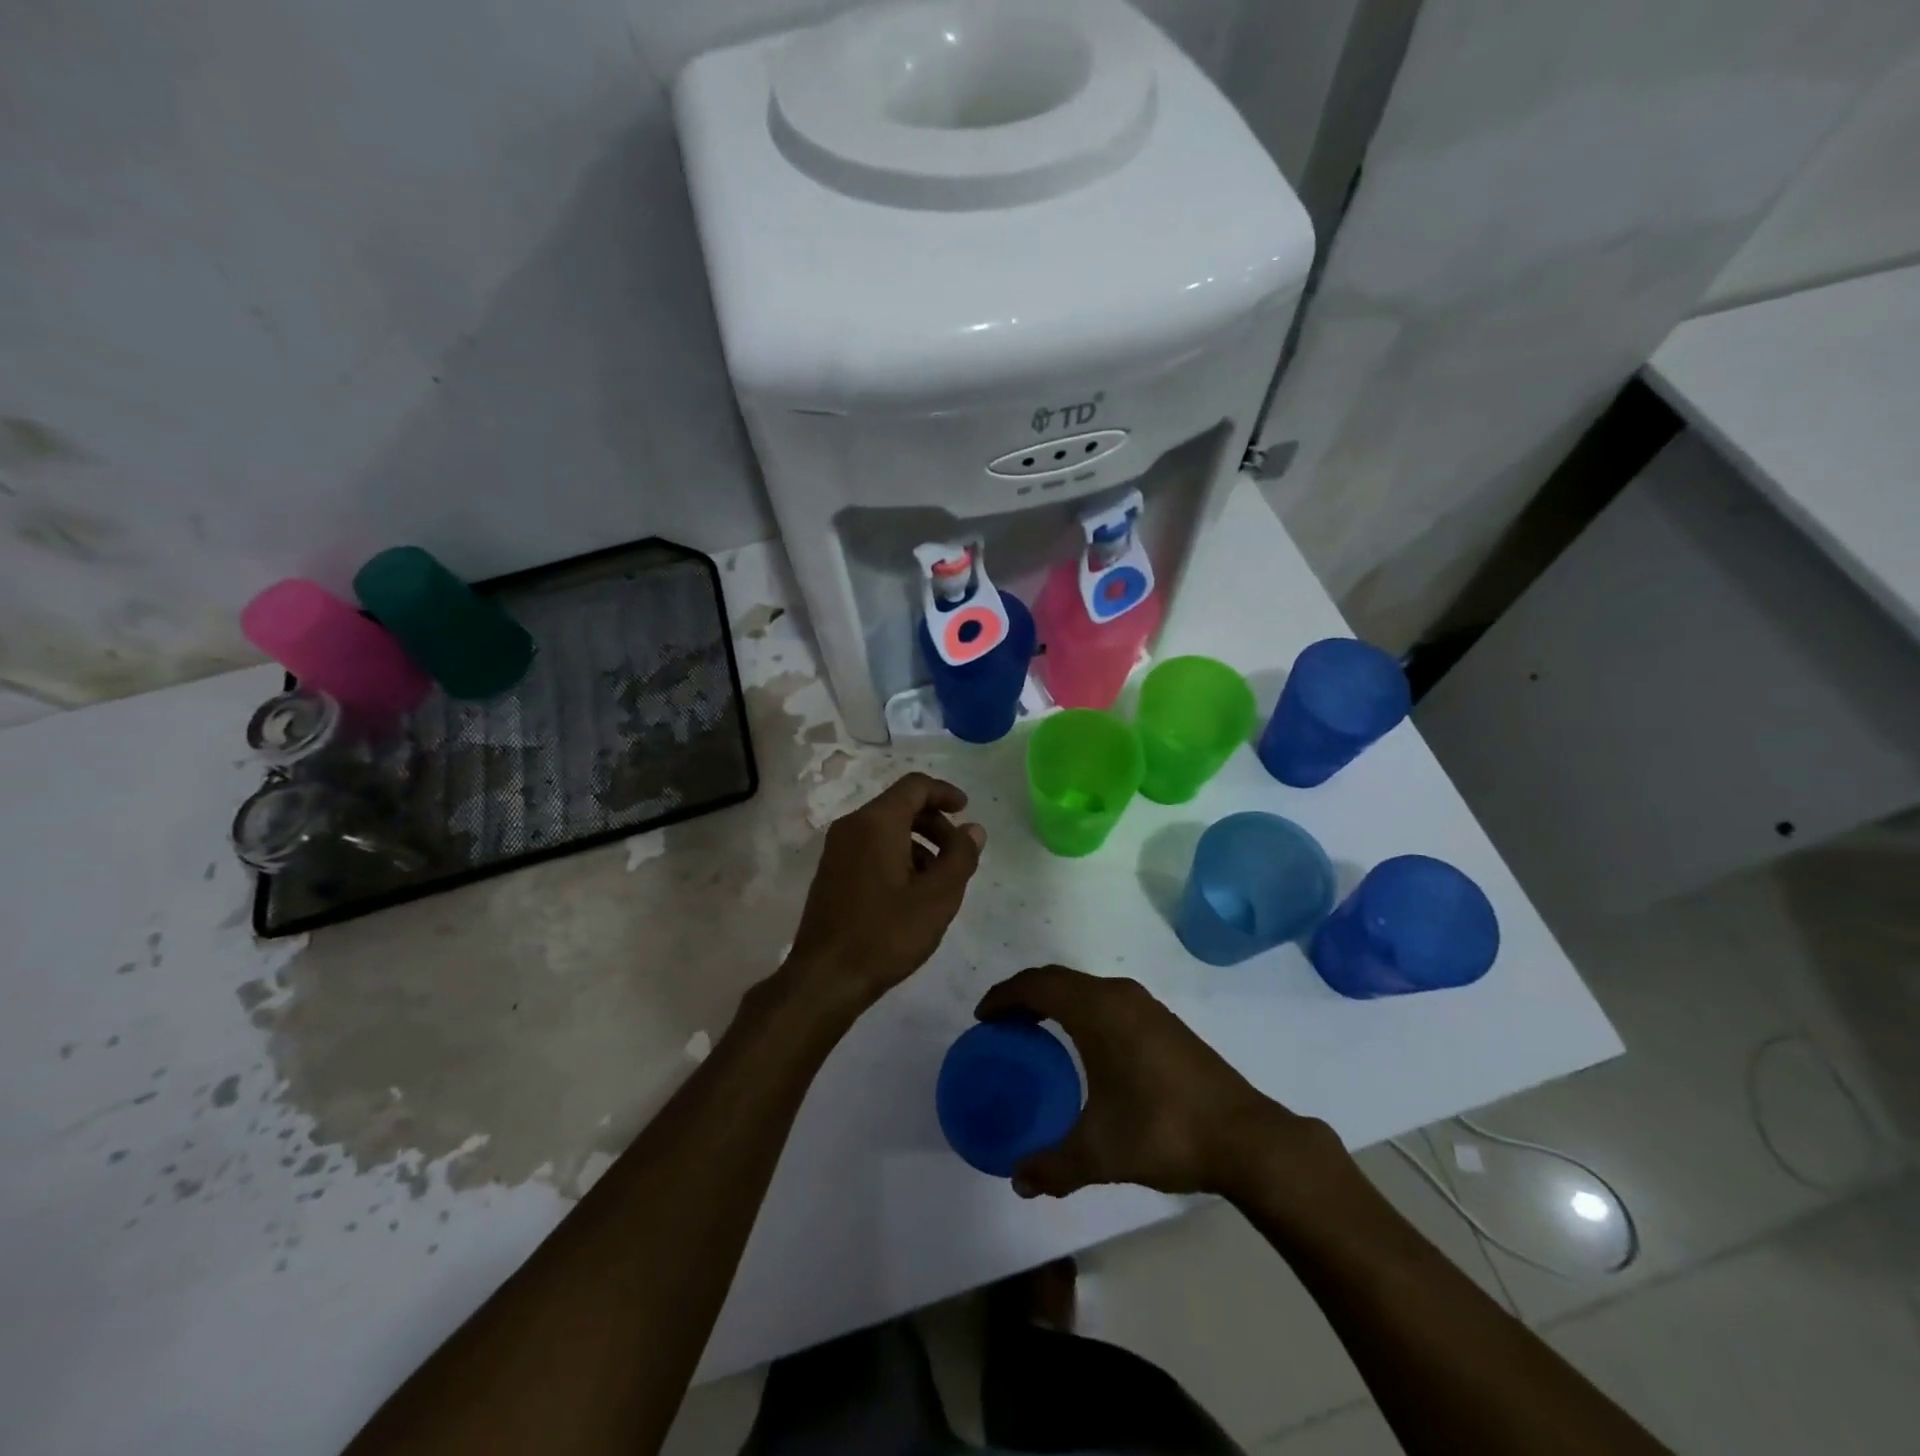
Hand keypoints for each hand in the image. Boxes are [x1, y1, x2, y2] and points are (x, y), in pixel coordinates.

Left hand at [783, 773, 985, 1017]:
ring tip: (939, 880)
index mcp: (876, 822)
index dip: (944, 793)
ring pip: (886, 829)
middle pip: (900, 806)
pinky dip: (898, 856)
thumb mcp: (938, 897)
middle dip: (934, 823)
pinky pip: (870, 848)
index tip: (966, 810)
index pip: (914, 786)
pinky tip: (912, 893)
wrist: (826, 978)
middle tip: (958, 853)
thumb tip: (973, 829)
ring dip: (918, 843)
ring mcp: (837, 850)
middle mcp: (852, 826)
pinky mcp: (832, 873)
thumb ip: (961, 856)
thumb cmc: (886, 933)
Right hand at [975, 965, 1340, 1199]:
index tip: (981, 1019)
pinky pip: (1105, 1000)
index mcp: (1097, 1010)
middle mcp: (1118, 996)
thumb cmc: (1163, 1131)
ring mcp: (1144, 1005)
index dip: (1004, 996)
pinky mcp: (1162, 1021)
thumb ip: (1053, 1165)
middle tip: (1000, 1026)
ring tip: (1034, 1033)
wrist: (1245, 1136)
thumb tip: (1018, 1180)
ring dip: (1054, 1001)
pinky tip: (1081, 1047)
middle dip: (1024, 995)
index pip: (1037, 985)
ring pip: (1084, 988)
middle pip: (1058, 979)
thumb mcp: (1100, 1153)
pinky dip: (1079, 1010)